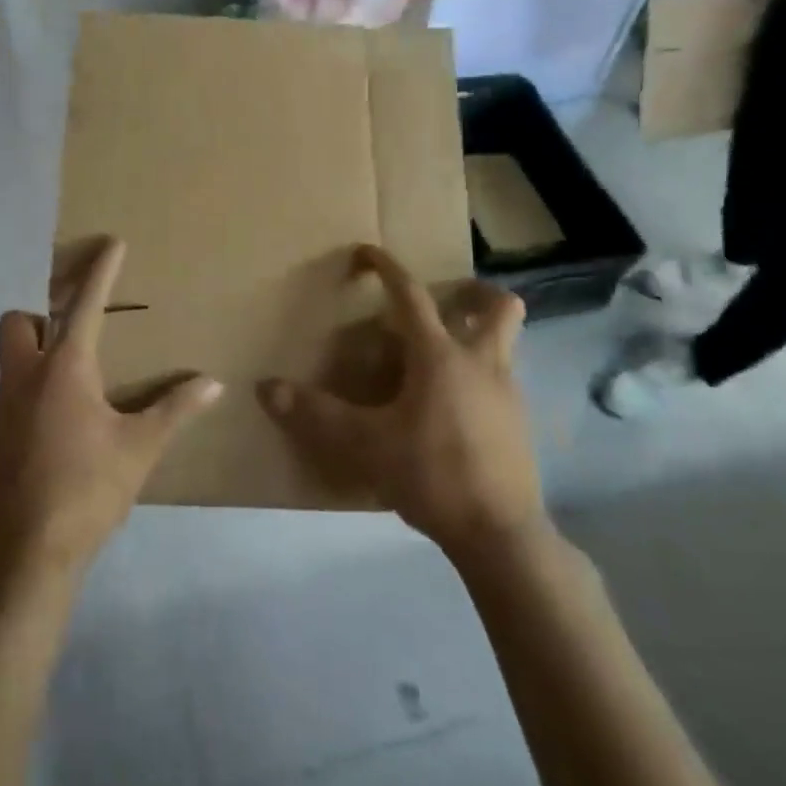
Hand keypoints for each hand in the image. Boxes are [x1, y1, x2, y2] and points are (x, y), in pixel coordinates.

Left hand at [0, 237, 221, 581]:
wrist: (29, 552)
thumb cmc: (90, 489)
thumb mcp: (141, 448)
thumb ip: (176, 409)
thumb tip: (214, 384)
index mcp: (65, 370)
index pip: (85, 306)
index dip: (100, 271)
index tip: (110, 243)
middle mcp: (23, 378)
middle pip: (17, 321)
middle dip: (41, 317)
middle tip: (73, 341)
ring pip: (8, 362)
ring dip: (34, 362)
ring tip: (69, 395)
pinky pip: (5, 400)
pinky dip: (25, 401)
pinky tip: (49, 435)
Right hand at [258, 246, 543, 554]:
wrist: (500, 534)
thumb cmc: (432, 475)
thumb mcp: (364, 445)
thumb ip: (315, 415)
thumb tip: (265, 388)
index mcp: (440, 356)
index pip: (411, 296)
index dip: (387, 269)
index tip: (368, 251)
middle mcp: (482, 362)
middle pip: (497, 307)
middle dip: (475, 292)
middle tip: (448, 298)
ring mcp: (508, 393)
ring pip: (506, 343)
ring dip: (482, 333)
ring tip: (444, 354)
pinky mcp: (519, 424)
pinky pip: (503, 380)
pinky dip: (481, 376)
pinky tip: (454, 406)